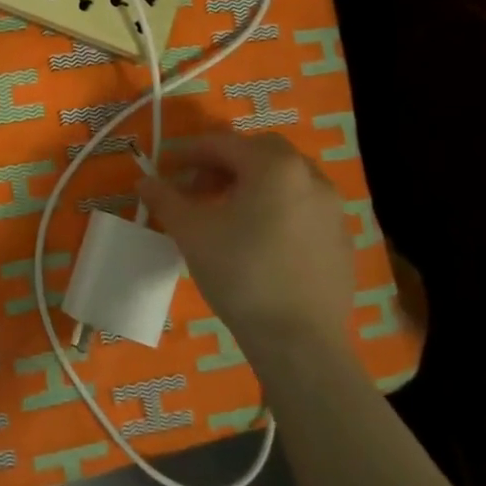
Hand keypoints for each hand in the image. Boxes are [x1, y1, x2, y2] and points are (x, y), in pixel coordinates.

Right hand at [137, 130, 355, 362]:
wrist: (299, 341)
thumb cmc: (240, 274)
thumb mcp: (191, 233)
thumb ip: (165, 199)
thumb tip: (143, 181)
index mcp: (274, 166)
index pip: (223, 144)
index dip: (189, 153)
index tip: (167, 169)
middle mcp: (310, 176)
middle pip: (261, 152)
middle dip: (226, 163)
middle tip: (199, 188)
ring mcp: (333, 208)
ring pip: (286, 178)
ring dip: (254, 183)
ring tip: (228, 213)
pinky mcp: (342, 239)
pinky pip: (304, 206)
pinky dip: (278, 207)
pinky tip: (260, 240)